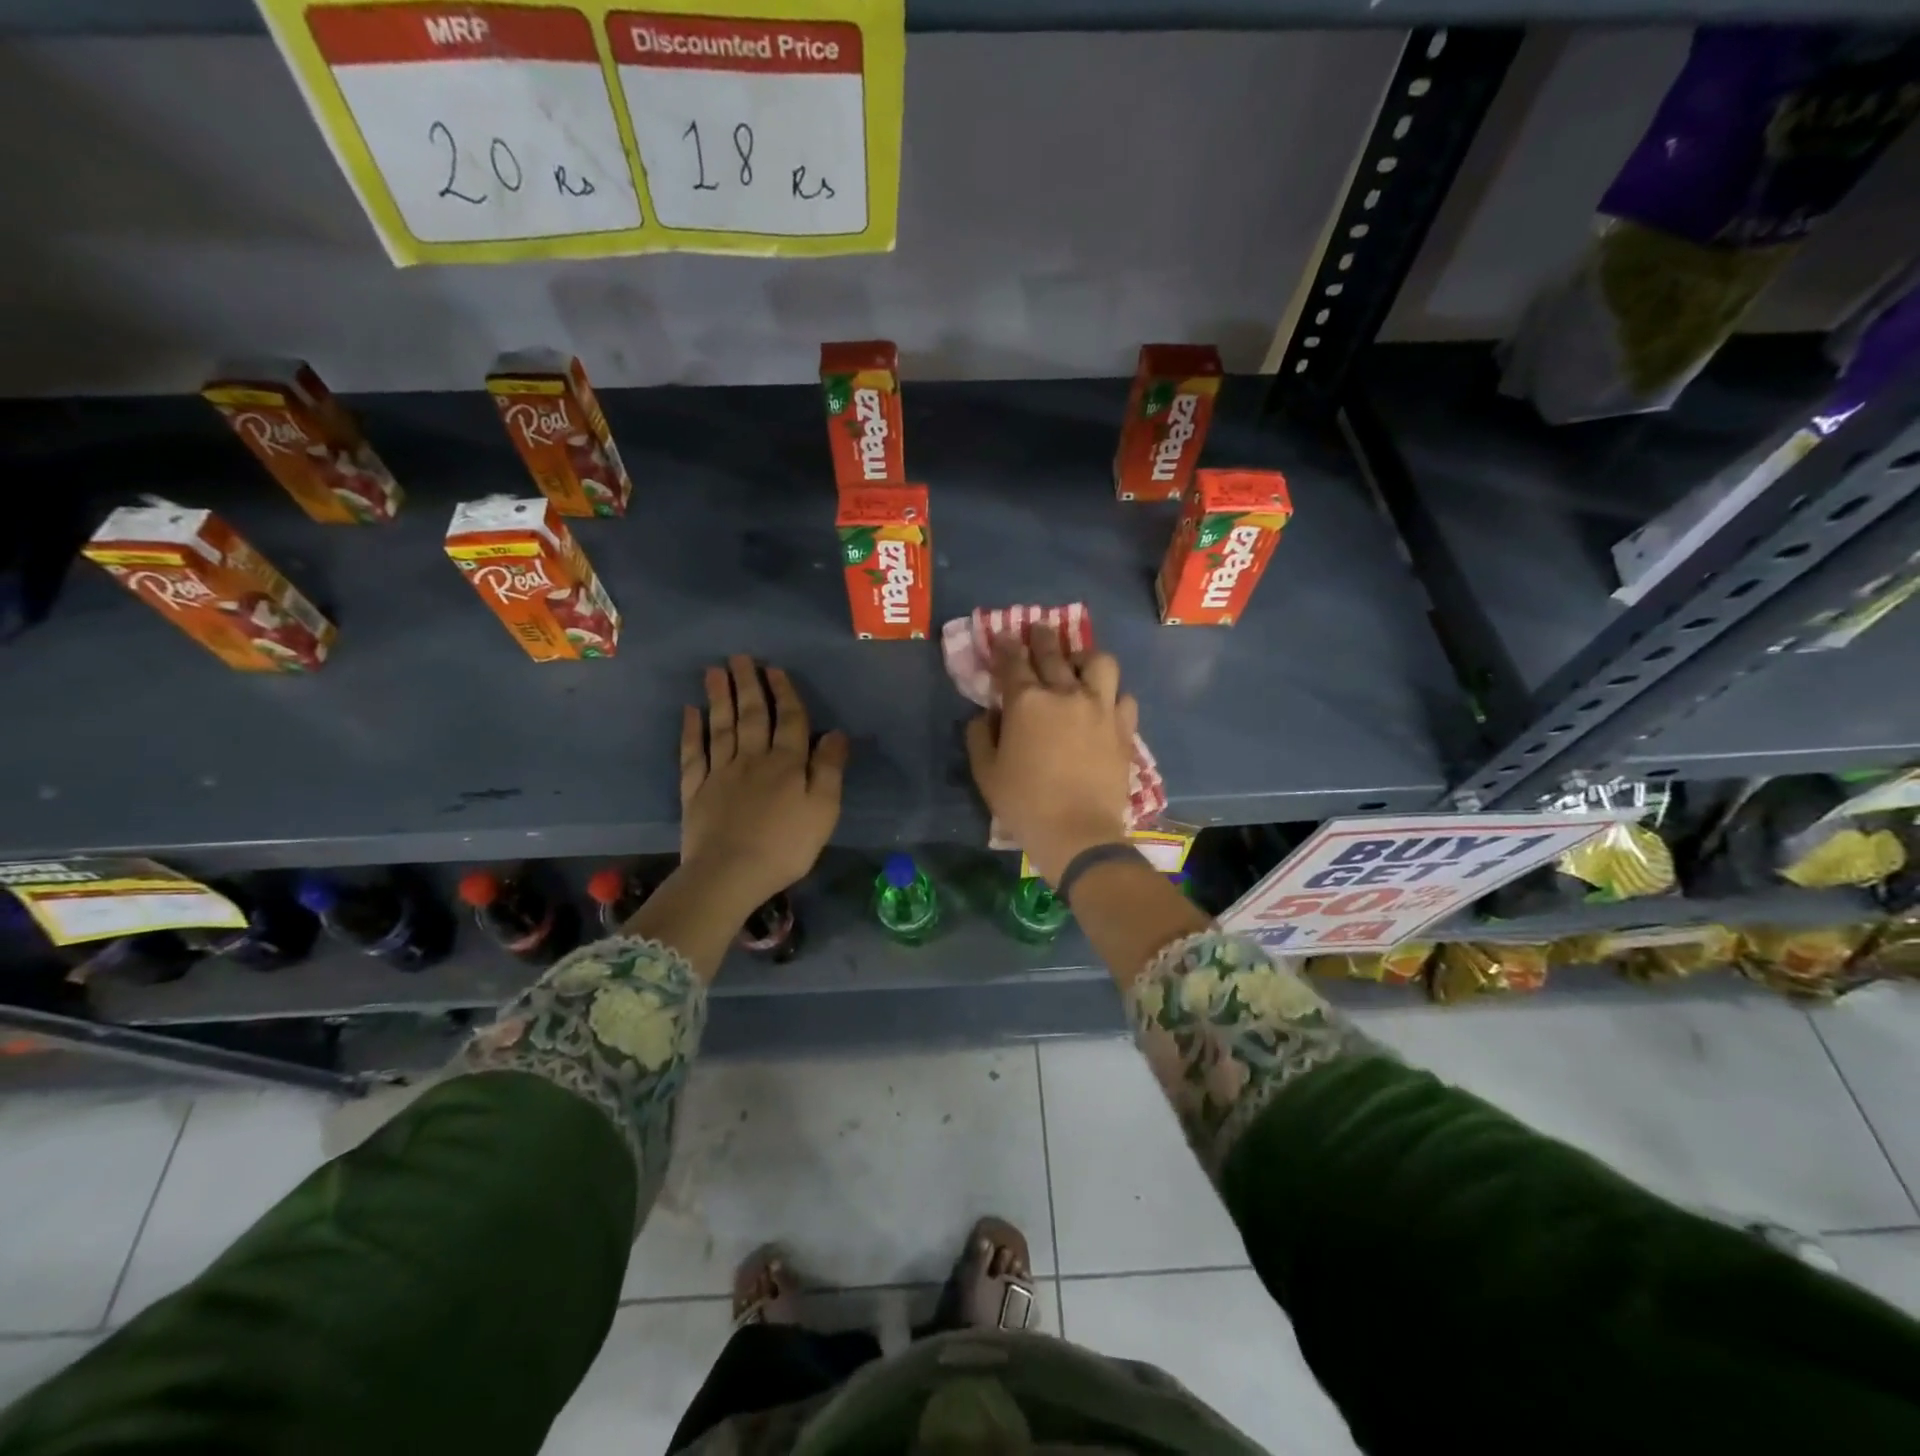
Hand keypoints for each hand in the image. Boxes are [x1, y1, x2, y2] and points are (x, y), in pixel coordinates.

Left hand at [679, 656, 848, 910]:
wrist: (730, 874)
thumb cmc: (786, 845)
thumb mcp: (824, 810)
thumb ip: (830, 769)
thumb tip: (836, 733)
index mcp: (787, 763)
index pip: (789, 720)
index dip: (785, 694)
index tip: (776, 670)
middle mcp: (753, 758)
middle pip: (752, 715)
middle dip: (748, 685)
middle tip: (740, 658)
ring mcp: (720, 772)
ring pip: (721, 726)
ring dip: (720, 697)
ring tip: (715, 671)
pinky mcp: (696, 790)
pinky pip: (693, 753)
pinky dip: (691, 731)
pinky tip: (690, 712)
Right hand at [964, 628, 1138, 884]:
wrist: (1078, 832)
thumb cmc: (1024, 803)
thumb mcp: (986, 773)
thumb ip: (980, 737)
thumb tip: (985, 716)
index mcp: (1026, 702)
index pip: (1013, 662)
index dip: (1006, 646)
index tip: (1004, 636)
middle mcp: (1065, 694)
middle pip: (1054, 652)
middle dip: (1043, 637)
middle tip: (1039, 630)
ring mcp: (1100, 708)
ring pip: (1099, 663)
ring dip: (1086, 658)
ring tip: (1079, 664)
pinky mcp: (1123, 728)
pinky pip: (1124, 697)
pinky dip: (1112, 695)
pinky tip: (1105, 703)